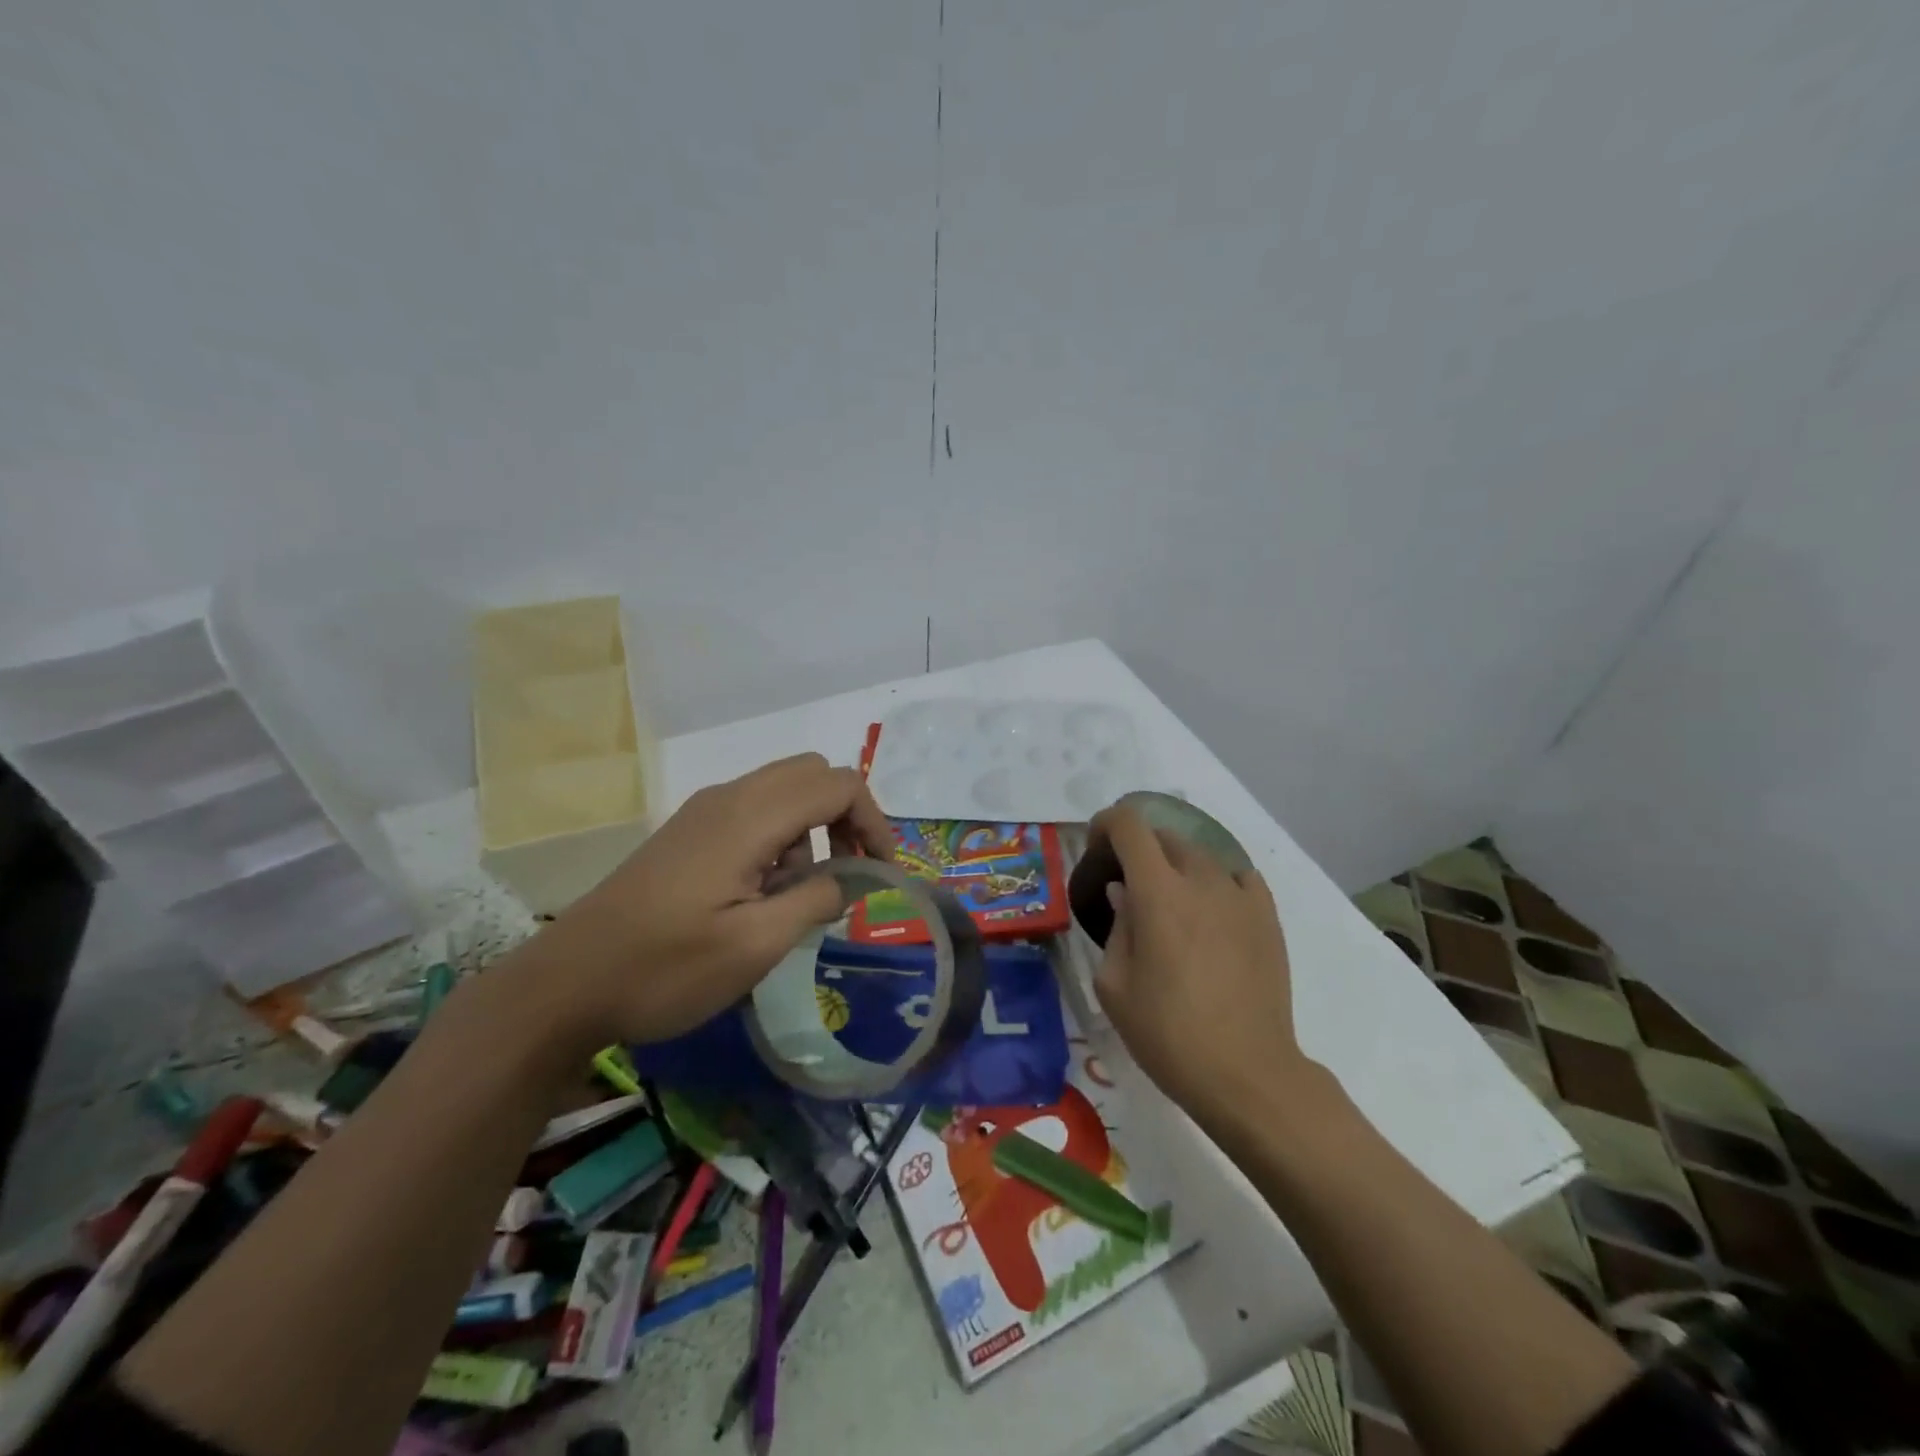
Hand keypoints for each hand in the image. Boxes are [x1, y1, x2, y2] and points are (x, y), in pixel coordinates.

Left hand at [535, 753, 892, 1045]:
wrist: (566, 984)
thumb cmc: (664, 968)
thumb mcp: (754, 947)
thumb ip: (814, 902)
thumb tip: (847, 881)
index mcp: (749, 817)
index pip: (838, 785)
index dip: (874, 822)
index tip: (882, 873)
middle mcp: (729, 797)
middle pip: (813, 773)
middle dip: (846, 816)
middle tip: (851, 872)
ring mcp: (704, 811)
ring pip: (784, 789)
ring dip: (813, 828)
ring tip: (800, 894)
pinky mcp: (688, 832)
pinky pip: (754, 811)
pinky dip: (781, 837)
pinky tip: (761, 892)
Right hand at [1091, 805, 1311, 1128]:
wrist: (1247, 1073)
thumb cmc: (1167, 1034)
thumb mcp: (1115, 985)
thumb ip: (1117, 927)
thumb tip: (1124, 893)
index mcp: (1157, 892)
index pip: (1129, 826)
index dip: (1107, 824)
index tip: (1096, 847)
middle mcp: (1201, 880)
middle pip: (1165, 837)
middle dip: (1139, 848)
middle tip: (1127, 885)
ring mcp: (1240, 896)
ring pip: (1201, 855)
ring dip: (1176, 866)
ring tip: (1170, 904)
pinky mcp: (1267, 916)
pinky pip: (1237, 877)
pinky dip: (1216, 881)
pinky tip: (1211, 911)